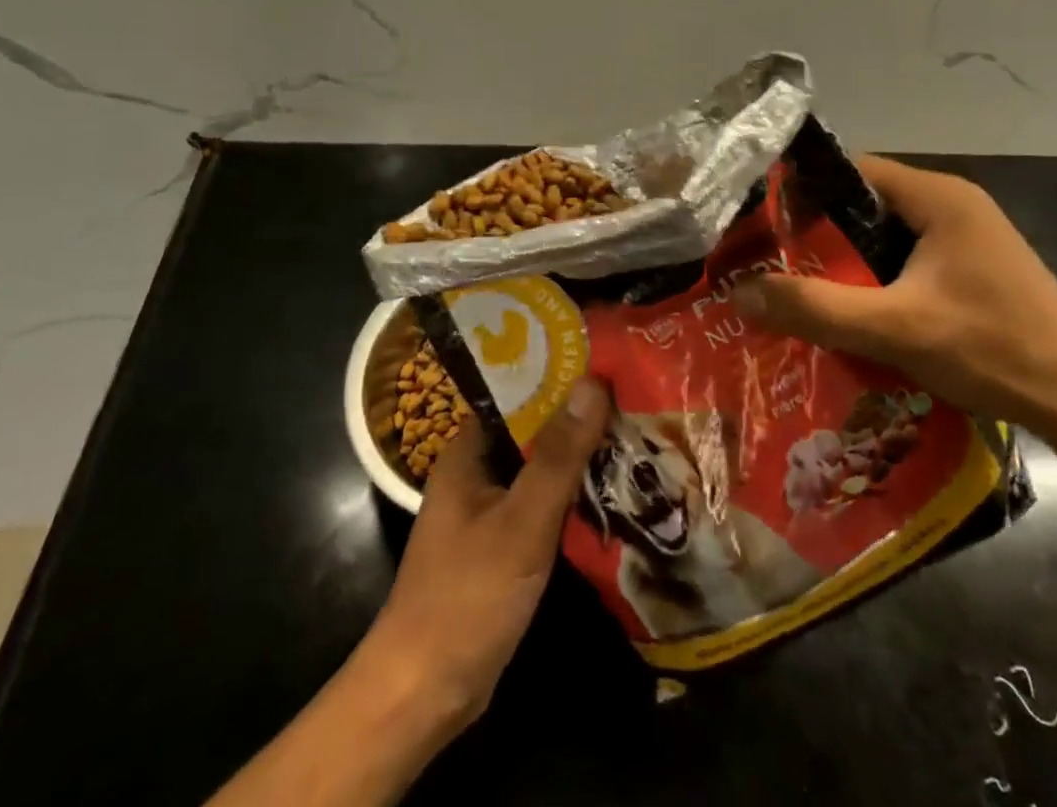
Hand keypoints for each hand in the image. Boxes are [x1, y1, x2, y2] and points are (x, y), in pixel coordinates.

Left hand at [360, 377, 611, 735]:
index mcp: (467, 452)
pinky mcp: (502, 548)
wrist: (424, 694)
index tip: (605, 363)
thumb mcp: (522, 521)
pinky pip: (541, 506)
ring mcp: (488, 512)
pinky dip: (571, 497)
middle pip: (531, 431)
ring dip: (577, 458)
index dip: (558, 376)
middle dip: (576, 418)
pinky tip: (611, 492)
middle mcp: (475, 474)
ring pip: (539, 470)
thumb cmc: (467, 595)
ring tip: (633, 433)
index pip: (516, 393)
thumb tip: (593, 382)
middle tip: (632, 397)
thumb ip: (558, 455)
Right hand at [735, 156, 1056, 438]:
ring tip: (801, 291)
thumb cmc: (992, 349)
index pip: (850, 171)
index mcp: (937, 195)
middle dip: (819, 234)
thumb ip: (815, 308)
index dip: (802, 193)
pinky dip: (876, 280)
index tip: (761, 226)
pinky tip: (854, 314)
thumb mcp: (894, 329)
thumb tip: (739, 291)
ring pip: (885, 237)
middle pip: (865, 205)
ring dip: (848, 262)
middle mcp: (952, 203)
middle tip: (773, 264)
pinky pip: (907, 260)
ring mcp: (967, 237)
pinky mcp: (974, 269)